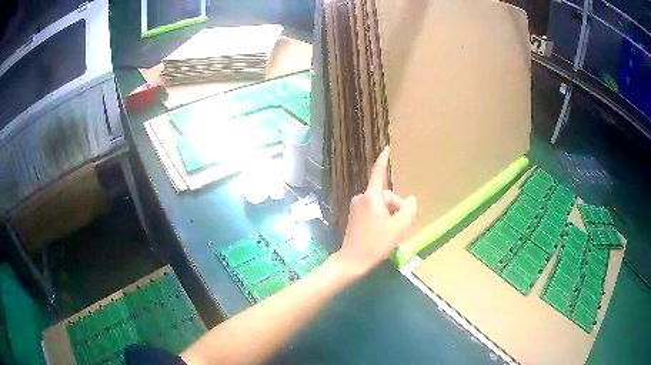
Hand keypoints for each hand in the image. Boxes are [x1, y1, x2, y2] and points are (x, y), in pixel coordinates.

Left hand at [334, 146, 416, 276]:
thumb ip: (408, 209)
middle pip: (385, 195)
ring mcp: (356, 208)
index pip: (378, 173)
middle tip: (402, 225)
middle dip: (396, 207)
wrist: (352, 261)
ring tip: (393, 232)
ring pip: (380, 205)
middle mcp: (362, 198)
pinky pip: (373, 211)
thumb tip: (411, 200)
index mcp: (371, 197)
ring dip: (390, 215)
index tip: (386, 149)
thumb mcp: (398, 227)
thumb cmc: (376, 243)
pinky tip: (384, 233)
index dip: (383, 160)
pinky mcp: (354, 217)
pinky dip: (381, 218)